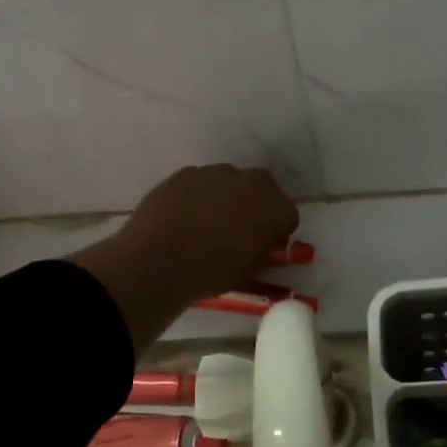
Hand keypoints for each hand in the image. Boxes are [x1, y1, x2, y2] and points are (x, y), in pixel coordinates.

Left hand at [68, 165, 298, 350]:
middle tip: (240, 228)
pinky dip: (198, 195)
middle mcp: (251, 182)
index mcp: (275, 208)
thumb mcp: (247, 272)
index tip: (265, 244)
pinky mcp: (186, 173)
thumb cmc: (210, 273)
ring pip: (230, 181)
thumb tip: (261, 248)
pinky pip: (200, 182)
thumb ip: (261, 254)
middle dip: (256, 204)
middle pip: (263, 188)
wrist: (158, 260)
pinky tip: (183, 216)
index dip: (277, 231)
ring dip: (226, 196)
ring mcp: (216, 173)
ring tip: (207, 222)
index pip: (288, 216)